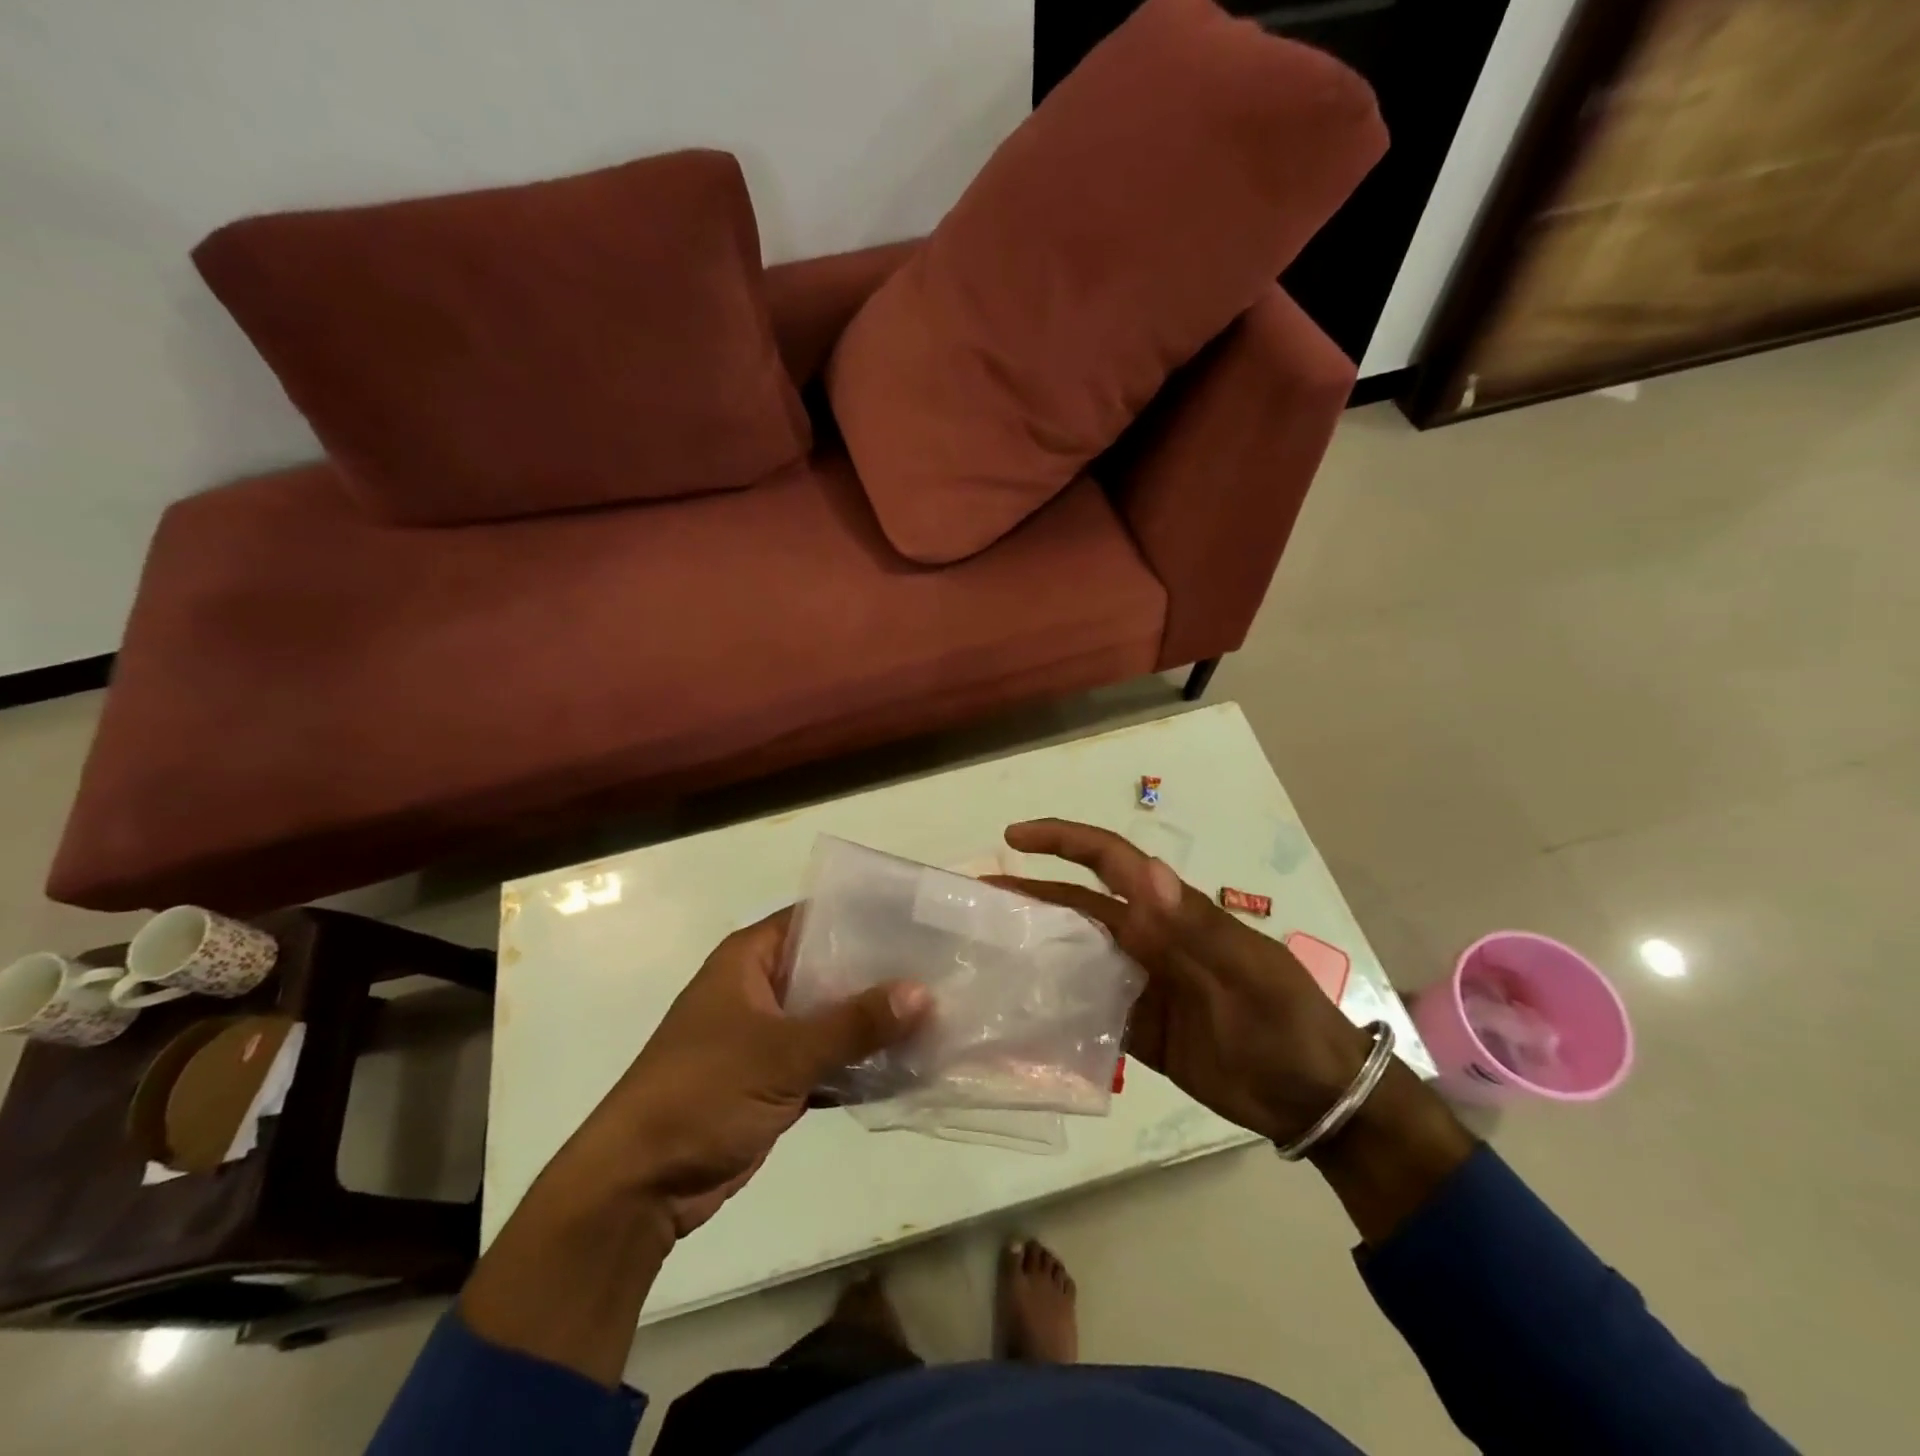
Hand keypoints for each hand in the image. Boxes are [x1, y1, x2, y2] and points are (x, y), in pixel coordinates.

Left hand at [567, 907, 930, 1238]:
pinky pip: (827, 1059)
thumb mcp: (782, 1054)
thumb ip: (854, 1024)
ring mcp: (767, 1035)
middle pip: (829, 967)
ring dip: (873, 1021)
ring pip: (831, 1016)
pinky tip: (907, 1063)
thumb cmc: (702, 1094)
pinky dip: (858, 1063)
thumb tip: (924, 993)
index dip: (864, 916)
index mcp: (750, 960)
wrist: (640, 1186)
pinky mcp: (775, 1078)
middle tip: (940, 968)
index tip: (917, 921)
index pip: (815, 918)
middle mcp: (760, 988)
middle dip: (879, 973)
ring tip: (936, 1011)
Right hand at [993, 818, 1371, 1146]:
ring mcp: (1141, 985)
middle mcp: (1149, 940)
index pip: (1109, 861)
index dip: (1063, 841)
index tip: (1014, 838)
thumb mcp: (1249, 973)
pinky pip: (1086, 1009)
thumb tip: (1147, 872)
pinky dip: (1054, 1006)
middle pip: (1079, 906)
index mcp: (1172, 914)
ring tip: (984, 951)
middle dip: (1030, 894)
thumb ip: (1196, 926)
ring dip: (1035, 947)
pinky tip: (1018, 1013)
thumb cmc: (1288, 1025)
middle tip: (977, 899)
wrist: (1318, 1101)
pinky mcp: (1138, 1029)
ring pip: (1076, 955)